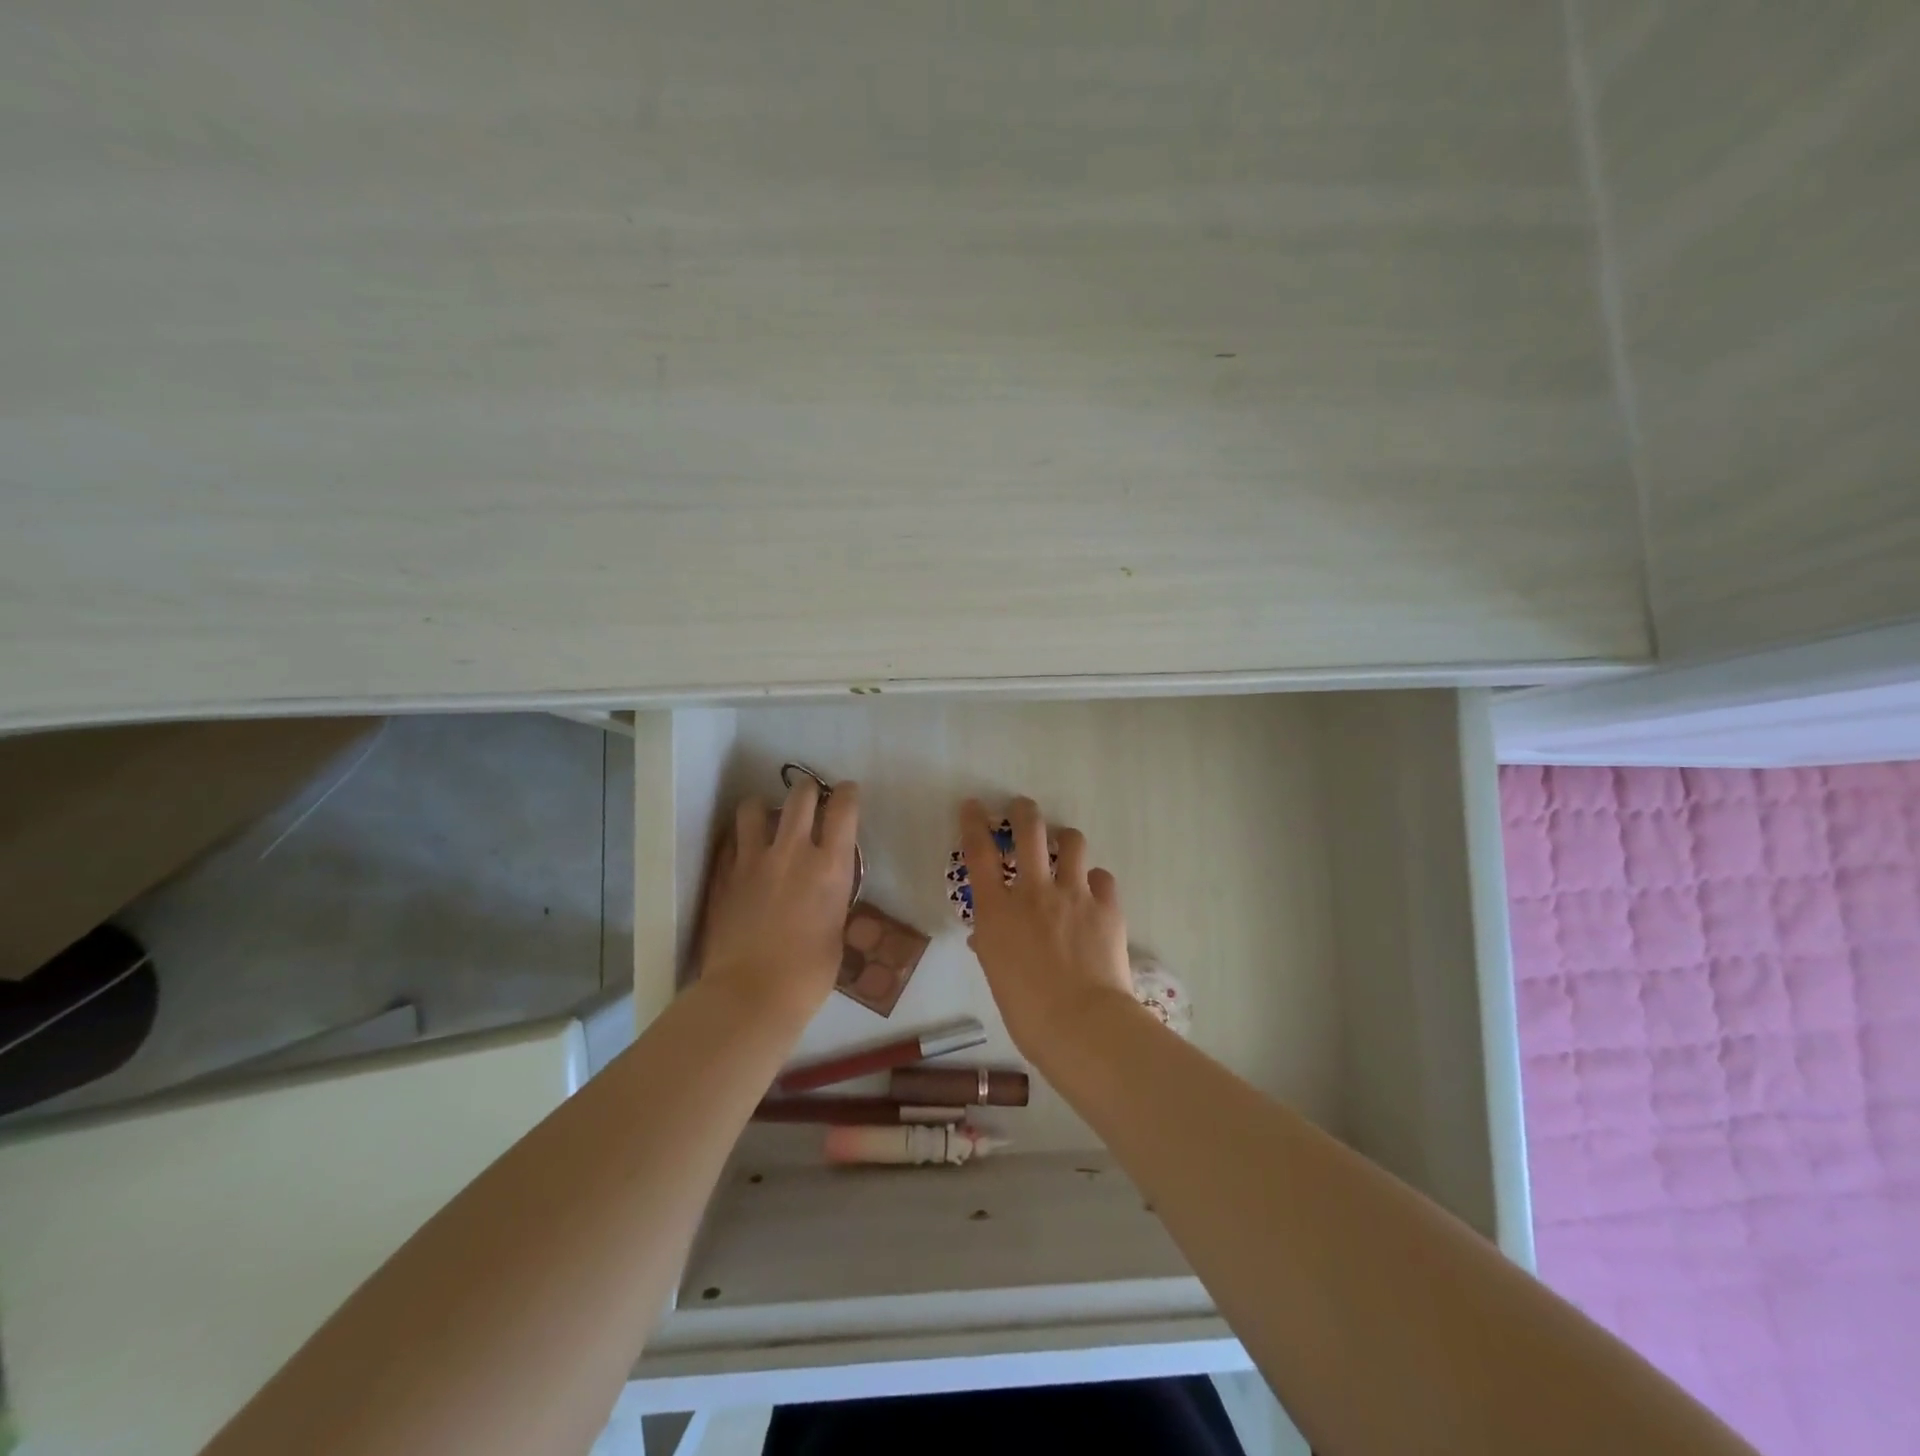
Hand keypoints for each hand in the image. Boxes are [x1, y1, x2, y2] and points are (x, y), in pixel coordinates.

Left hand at [699, 777, 859, 1024]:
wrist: (750, 995)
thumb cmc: (808, 975)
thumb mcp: (837, 932)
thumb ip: (832, 900)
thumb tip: (826, 891)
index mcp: (830, 867)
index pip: (843, 809)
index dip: (847, 794)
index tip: (847, 792)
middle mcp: (792, 852)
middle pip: (800, 795)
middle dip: (808, 789)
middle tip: (811, 797)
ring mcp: (753, 860)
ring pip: (754, 806)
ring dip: (764, 806)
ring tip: (767, 817)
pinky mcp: (724, 874)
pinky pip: (731, 840)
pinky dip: (740, 838)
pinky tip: (744, 850)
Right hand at [960, 796, 1137, 1061]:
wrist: (1082, 1025)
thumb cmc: (1027, 1011)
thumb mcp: (996, 975)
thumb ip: (991, 946)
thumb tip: (986, 936)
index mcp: (998, 911)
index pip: (979, 852)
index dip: (973, 823)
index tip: (973, 806)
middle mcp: (1034, 891)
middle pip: (1029, 831)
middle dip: (1024, 811)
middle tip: (1022, 808)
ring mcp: (1073, 894)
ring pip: (1072, 842)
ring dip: (1065, 839)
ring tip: (1065, 845)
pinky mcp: (1106, 906)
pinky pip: (1102, 877)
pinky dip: (1095, 880)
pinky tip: (1093, 891)